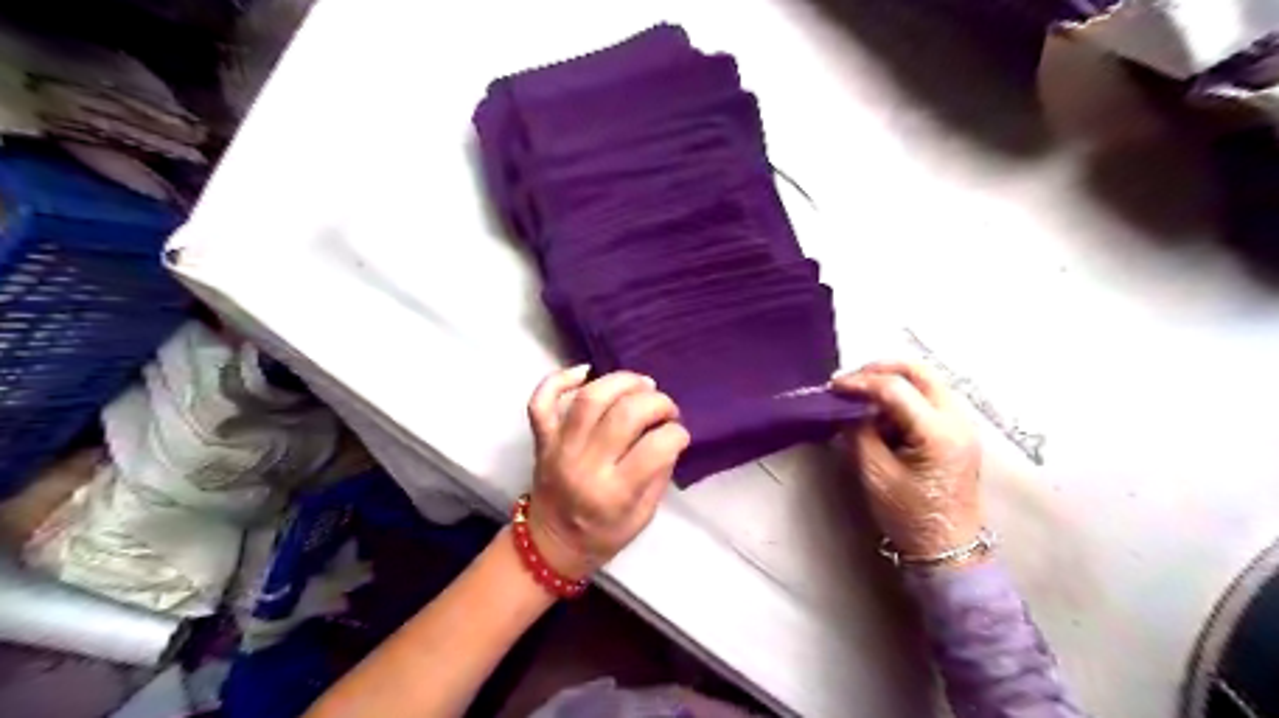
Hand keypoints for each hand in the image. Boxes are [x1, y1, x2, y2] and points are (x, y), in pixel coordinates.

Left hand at [526, 368, 694, 581]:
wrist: (550, 544)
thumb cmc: (603, 534)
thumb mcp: (643, 515)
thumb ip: (658, 473)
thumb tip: (668, 432)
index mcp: (614, 494)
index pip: (654, 448)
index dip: (676, 433)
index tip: (679, 434)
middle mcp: (584, 466)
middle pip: (624, 414)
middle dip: (656, 402)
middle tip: (666, 408)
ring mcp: (559, 448)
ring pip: (589, 398)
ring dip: (621, 381)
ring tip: (641, 384)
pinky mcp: (542, 438)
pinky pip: (542, 400)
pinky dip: (560, 378)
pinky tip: (586, 372)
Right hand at [837, 361, 980, 557]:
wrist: (949, 549)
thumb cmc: (910, 516)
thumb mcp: (875, 474)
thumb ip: (859, 433)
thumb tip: (849, 408)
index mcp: (938, 432)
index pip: (895, 388)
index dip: (860, 382)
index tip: (833, 387)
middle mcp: (958, 419)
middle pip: (919, 371)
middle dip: (880, 370)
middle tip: (850, 382)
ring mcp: (963, 423)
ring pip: (926, 380)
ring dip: (892, 381)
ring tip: (862, 397)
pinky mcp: (958, 431)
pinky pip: (929, 397)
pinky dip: (904, 396)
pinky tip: (882, 413)